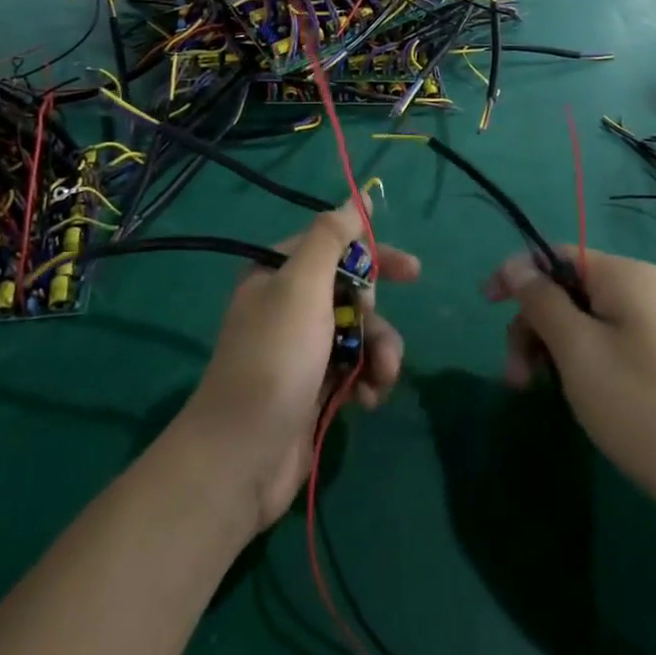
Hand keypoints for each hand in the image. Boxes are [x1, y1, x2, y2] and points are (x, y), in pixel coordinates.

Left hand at [178, 198, 419, 531]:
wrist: (243, 455)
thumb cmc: (275, 358)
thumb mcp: (302, 285)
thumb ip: (331, 237)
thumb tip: (357, 199)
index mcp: (277, 272)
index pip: (334, 246)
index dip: (373, 254)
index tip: (412, 271)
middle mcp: (287, 305)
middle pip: (351, 290)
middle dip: (374, 314)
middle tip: (374, 333)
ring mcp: (301, 348)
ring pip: (359, 332)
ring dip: (378, 352)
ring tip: (381, 377)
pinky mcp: (313, 387)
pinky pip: (354, 368)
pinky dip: (368, 379)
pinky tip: (369, 399)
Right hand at [484, 248, 655, 546]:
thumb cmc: (641, 408)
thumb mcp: (577, 351)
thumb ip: (541, 301)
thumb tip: (516, 265)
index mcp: (626, 275)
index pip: (556, 254)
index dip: (517, 275)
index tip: (486, 305)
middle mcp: (645, 288)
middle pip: (569, 289)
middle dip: (534, 326)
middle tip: (517, 376)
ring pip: (585, 319)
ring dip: (553, 348)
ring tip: (538, 392)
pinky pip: (608, 340)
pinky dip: (580, 360)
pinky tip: (574, 394)